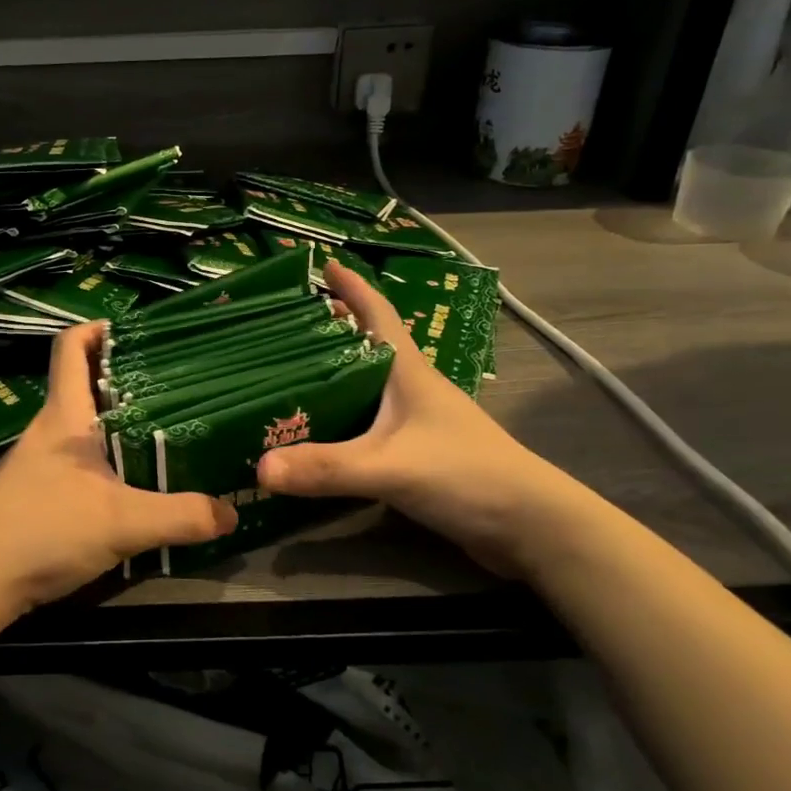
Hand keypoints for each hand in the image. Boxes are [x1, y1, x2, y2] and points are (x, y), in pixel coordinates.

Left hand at [0, 321, 236, 610]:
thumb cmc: (44, 530)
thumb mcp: (122, 523)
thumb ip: (181, 516)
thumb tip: (232, 512)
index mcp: (65, 415)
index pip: (72, 347)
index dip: (100, 329)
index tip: (141, 331)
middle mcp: (51, 429)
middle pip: (85, 382)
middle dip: (127, 375)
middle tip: (176, 381)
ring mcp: (42, 460)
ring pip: (86, 423)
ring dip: (121, 418)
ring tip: (168, 425)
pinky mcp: (42, 490)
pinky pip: (82, 457)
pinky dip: (110, 454)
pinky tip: (137, 476)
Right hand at [255, 260, 584, 578]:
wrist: (530, 525)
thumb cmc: (465, 473)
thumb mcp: (390, 466)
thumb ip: (327, 467)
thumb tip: (260, 467)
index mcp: (408, 371)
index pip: (378, 313)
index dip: (354, 287)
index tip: (325, 265)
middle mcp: (412, 388)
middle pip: (367, 345)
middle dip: (332, 328)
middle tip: (288, 324)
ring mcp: (418, 420)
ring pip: (367, 384)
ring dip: (335, 372)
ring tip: (292, 372)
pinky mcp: (417, 451)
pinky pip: (369, 422)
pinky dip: (343, 416)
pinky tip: (320, 430)